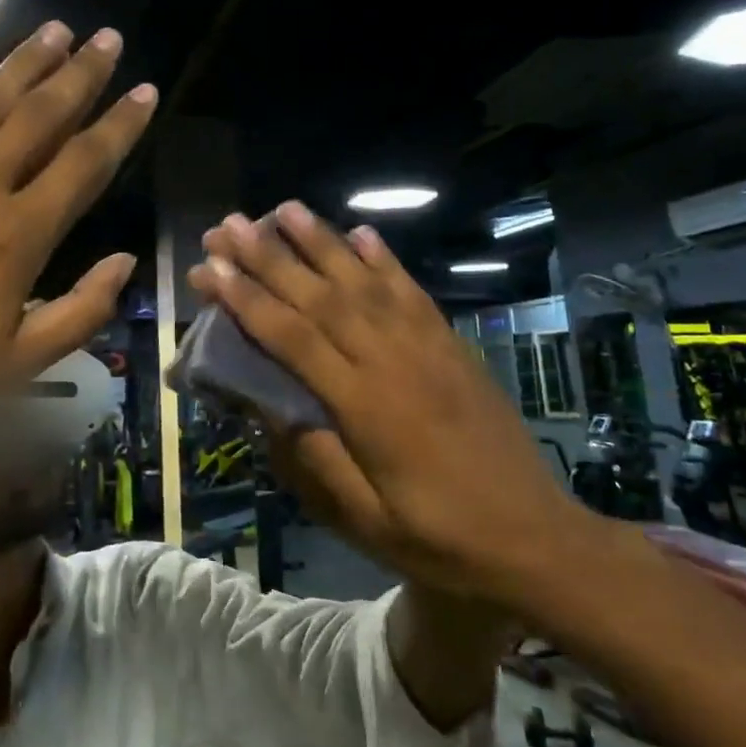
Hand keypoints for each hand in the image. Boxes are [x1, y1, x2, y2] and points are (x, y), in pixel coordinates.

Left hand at [0, 21, 155, 467]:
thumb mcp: (19, 365)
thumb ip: (81, 310)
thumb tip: (125, 260)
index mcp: (19, 236)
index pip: (85, 163)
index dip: (120, 124)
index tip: (145, 89)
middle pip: (40, 117)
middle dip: (80, 74)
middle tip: (107, 37)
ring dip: (23, 61)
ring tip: (55, 28)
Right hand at [190, 205, 591, 601]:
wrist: (535, 537)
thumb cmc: (441, 539)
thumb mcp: (366, 521)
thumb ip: (313, 459)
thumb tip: (261, 405)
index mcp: (364, 406)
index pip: (292, 338)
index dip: (247, 300)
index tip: (210, 268)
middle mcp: (392, 360)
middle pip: (321, 297)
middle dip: (270, 257)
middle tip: (230, 223)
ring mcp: (427, 346)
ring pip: (364, 282)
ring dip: (322, 242)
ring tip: (286, 207)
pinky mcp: (452, 344)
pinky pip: (411, 291)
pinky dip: (384, 258)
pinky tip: (361, 232)